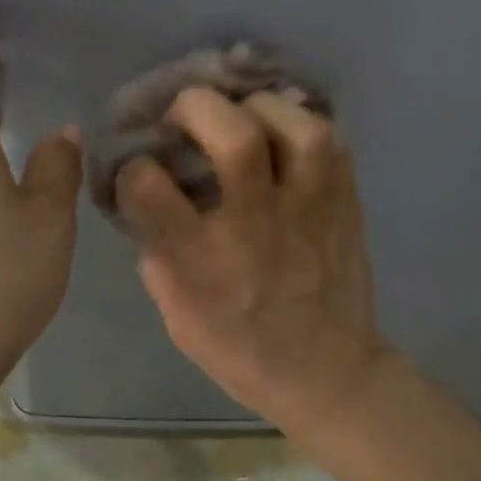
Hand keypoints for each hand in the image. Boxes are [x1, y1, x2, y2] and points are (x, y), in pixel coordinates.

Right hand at [115, 89, 392, 436]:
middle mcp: (257, 228)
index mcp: (202, 262)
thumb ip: (158, 246)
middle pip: (235, 138)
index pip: (148, 186)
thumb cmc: (240, 349)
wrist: (328, 374)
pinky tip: (281, 137)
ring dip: (261, 107)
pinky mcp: (346, 203)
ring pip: (298, 128)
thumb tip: (148, 190)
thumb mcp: (176, 311)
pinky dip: (300, 126)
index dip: (134, 166)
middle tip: (187, 114)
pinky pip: (331, 141)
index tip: (139, 168)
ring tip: (244, 116)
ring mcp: (310, 211)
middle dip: (199, 106)